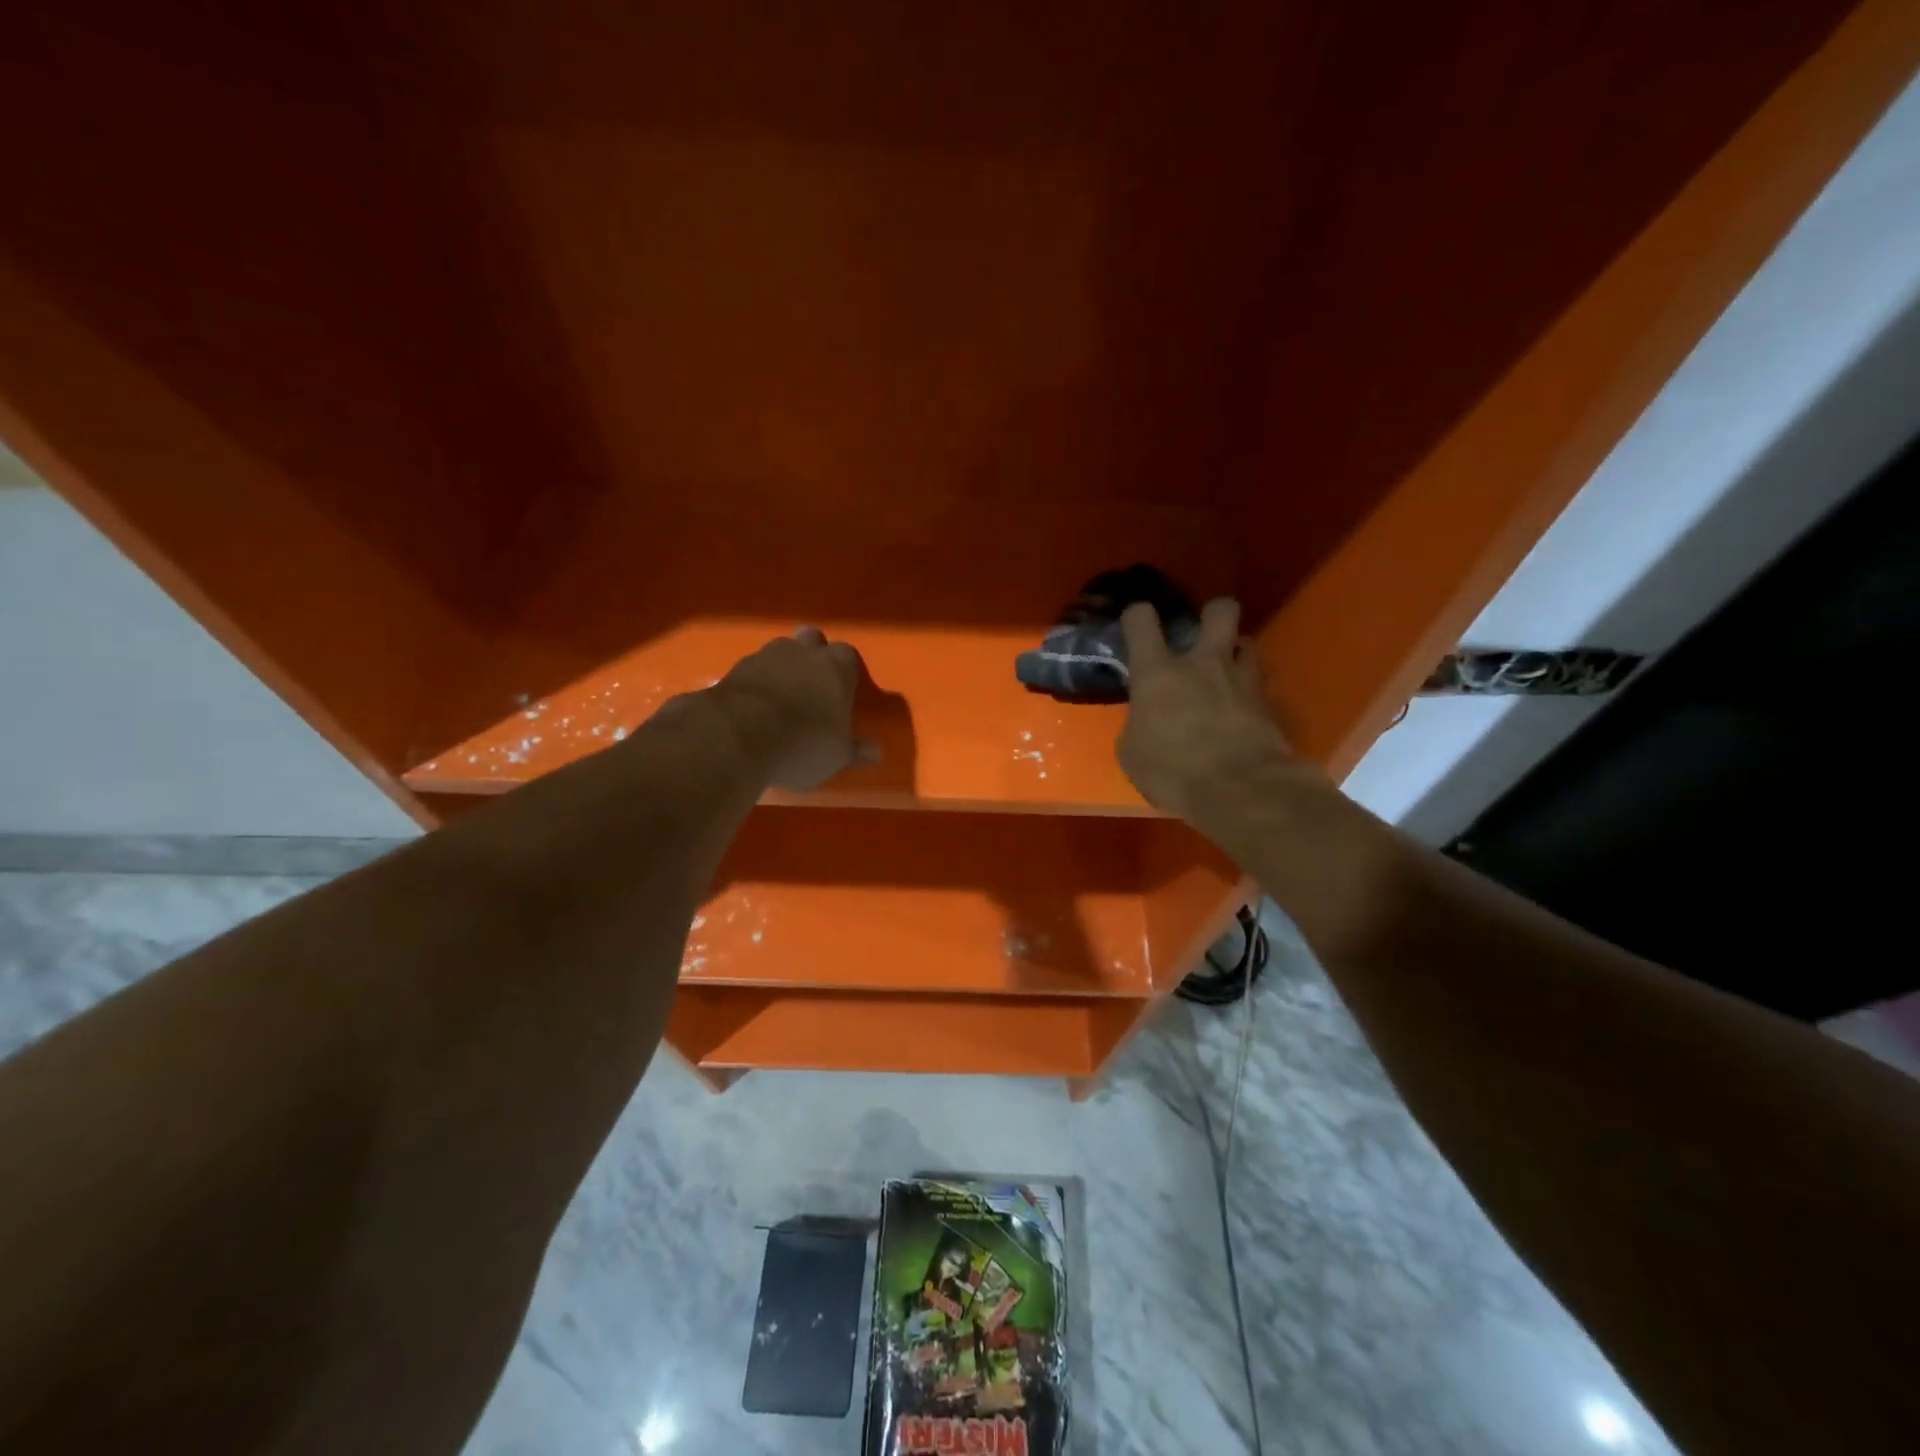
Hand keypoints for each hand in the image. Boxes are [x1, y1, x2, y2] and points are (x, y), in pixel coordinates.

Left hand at [708, 627, 880, 791]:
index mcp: (836, 667)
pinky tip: (753, 708)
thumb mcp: (837, 755)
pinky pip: (751, 671)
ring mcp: (765, 656)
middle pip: (811, 639)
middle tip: (812, 685)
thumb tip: (876, 752)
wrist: (739, 735)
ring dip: (781, 668)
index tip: (842, 690)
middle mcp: (802, 651)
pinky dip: (755, 684)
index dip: (845, 671)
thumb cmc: (804, 742)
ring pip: (778, 651)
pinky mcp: (733, 669)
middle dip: (812, 655)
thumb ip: (856, 749)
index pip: (848, 656)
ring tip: (780, 698)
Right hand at [1117, 599, 1296, 833]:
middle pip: (1219, 610)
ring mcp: (1242, 679)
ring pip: (1248, 642)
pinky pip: (1261, 684)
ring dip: (1236, 654)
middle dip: (1212, 614)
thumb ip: (1139, 724)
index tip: (1136, 626)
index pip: (1140, 619)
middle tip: (1203, 634)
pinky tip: (1244, 711)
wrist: (1241, 791)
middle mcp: (1202, 663)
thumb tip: (1147, 719)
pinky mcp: (1270, 703)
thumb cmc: (1173, 772)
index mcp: (1157, 673)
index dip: (1136, 617)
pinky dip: (1251, 692)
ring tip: (1227, 674)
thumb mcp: (1133, 753)